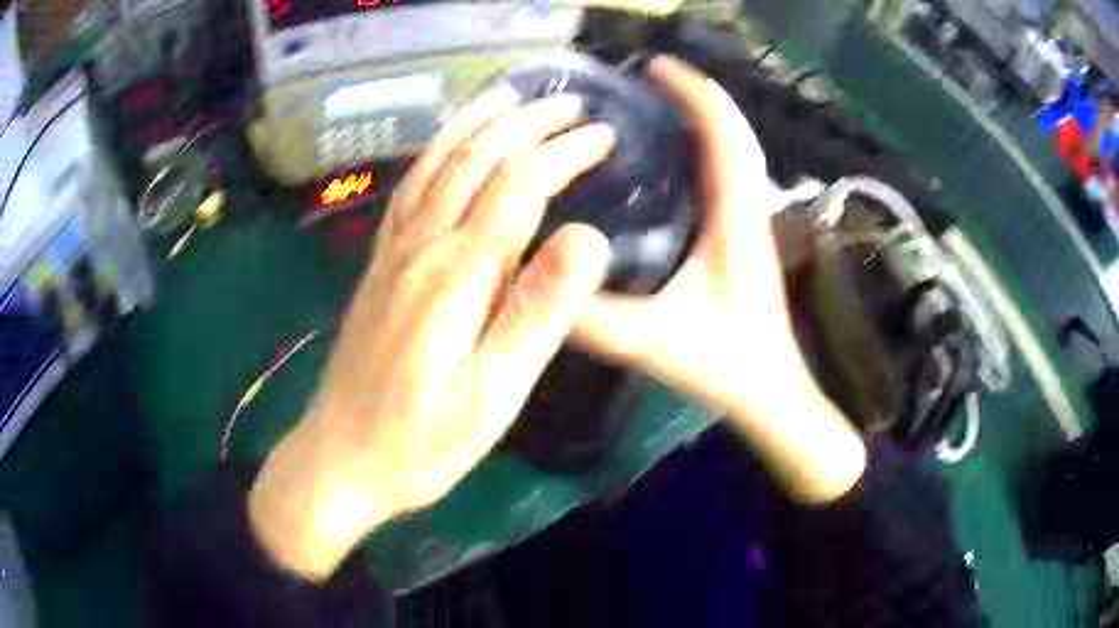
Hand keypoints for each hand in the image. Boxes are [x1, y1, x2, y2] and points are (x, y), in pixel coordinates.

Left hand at [249, 86, 616, 580]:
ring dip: (478, 122)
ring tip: (511, 95)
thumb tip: (589, 238)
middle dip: (528, 123)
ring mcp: (391, 252)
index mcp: (454, 277)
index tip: (605, 137)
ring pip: (435, 164)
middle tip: (573, 104)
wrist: (339, 458)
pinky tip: (449, 143)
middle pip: (475, 160)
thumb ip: (538, 315)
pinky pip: (408, 189)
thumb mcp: (493, 398)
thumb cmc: (421, 444)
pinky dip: (436, 151)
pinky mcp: (378, 265)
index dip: (564, 152)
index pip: (518, 184)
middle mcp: (419, 247)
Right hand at [573, 57, 865, 503]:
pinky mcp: (747, 239)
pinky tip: (678, 157)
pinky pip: (732, 177)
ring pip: (737, 154)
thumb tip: (532, 286)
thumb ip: (594, 320)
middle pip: (735, 135)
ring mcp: (752, 224)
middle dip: (699, 97)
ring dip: (706, 120)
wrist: (772, 394)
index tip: (657, 68)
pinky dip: (709, 150)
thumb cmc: (727, 367)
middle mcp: (749, 212)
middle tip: (651, 78)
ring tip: (662, 104)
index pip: (724, 139)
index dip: (694, 95)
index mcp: (735, 223)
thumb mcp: (652, 344)